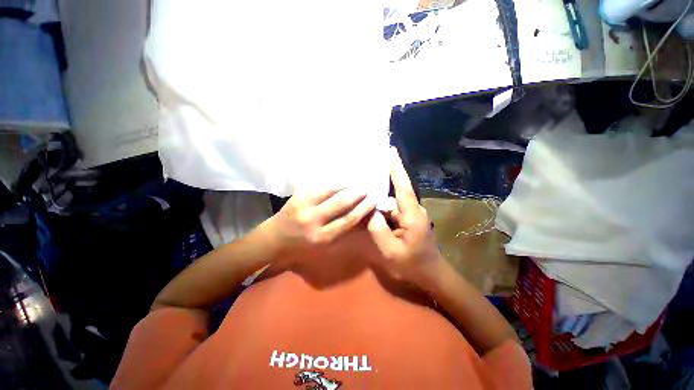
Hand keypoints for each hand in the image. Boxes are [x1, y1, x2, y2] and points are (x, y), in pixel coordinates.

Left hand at [266, 188, 376, 258]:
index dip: (363, 208)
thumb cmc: (302, 246)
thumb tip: (358, 214)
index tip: (373, 200)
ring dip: (345, 186)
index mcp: (322, 237)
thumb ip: (340, 229)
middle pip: (341, 203)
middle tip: (366, 189)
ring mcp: (304, 205)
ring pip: (330, 191)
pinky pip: (318, 186)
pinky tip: (339, 181)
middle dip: (357, 194)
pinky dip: (331, 183)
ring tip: (355, 183)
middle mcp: (313, 220)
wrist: (274, 239)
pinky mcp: (297, 196)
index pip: (348, 219)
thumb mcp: (323, 244)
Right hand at [367, 148, 441, 285]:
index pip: (403, 187)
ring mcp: (412, 214)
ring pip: (391, 205)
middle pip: (393, 197)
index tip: (391, 151)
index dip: (397, 168)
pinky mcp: (409, 219)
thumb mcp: (391, 251)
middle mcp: (413, 210)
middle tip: (364, 194)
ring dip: (380, 209)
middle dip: (378, 196)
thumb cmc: (413, 264)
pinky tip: (376, 220)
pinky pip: (393, 211)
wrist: (431, 274)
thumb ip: (378, 229)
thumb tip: (370, 210)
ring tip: (368, 214)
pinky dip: (384, 214)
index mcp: (412, 215)